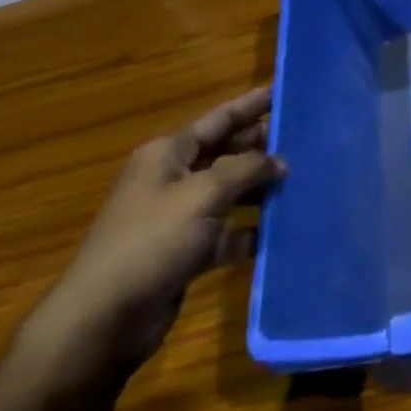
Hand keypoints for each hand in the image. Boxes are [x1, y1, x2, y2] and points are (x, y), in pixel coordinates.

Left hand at [23, 89, 284, 389]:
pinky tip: (280, 229)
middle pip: (225, 153)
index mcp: (168, 155)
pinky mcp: (186, 252)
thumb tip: (280, 161)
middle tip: (306, 140)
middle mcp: (172, 180)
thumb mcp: (204, 194)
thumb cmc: (152, 241)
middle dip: (261, 147)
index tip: (285, 92)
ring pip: (230, 193)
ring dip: (260, 189)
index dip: (251, 105)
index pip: (219, 119)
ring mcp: (178, 218)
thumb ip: (247, 169)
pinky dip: (250, 230)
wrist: (104, 318)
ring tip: (302, 182)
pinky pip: (227, 231)